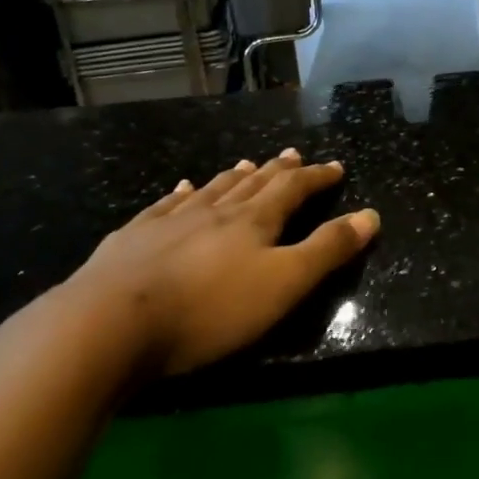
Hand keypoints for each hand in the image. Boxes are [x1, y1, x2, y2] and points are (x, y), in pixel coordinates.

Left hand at [53, 150, 378, 372]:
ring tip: (247, 164)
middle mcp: (214, 211)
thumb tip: (370, 215)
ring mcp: (170, 221)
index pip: (293, 190)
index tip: (334, 165)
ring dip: (234, 176)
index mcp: (253, 221)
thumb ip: (327, 250)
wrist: (108, 324)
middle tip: (293, 154)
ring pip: (211, 189)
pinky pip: (164, 206)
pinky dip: (180, 194)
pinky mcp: (132, 239)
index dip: (316, 177)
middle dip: (278, 170)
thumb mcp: (282, 285)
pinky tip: (181, 189)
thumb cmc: (208, 310)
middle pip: (253, 184)